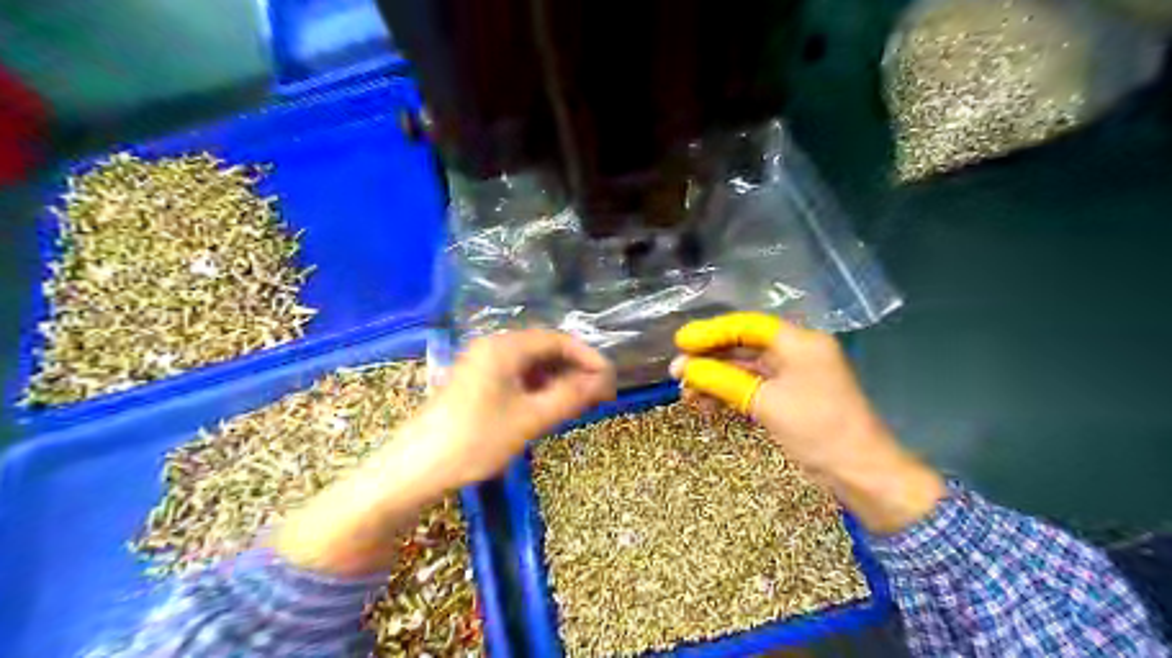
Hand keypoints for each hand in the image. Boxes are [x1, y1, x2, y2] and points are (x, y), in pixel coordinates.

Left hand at [411, 331, 616, 484]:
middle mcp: (493, 346)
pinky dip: (537, 387)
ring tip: (579, 402)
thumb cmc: (476, 439)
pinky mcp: (475, 381)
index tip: (610, 379)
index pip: (557, 340)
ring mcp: (481, 363)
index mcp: (505, 347)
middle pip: (544, 349)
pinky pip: (515, 375)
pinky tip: (549, 405)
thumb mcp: (530, 419)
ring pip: (530, 363)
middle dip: (574, 369)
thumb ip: (570, 396)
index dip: (587, 357)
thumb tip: (603, 381)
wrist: (417, 467)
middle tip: (599, 394)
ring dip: (557, 379)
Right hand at [669, 312, 939, 535]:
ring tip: (686, 393)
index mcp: (798, 342)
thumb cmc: (817, 429)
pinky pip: (753, 386)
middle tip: (677, 371)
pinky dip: (730, 393)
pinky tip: (707, 404)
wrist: (860, 472)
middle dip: (709, 358)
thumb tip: (682, 367)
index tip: (680, 341)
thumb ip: (721, 380)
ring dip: (716, 378)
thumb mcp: (764, 402)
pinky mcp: (789, 396)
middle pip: (744, 345)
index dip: (710, 332)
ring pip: (745, 368)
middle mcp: (796, 352)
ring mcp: (793, 375)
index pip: (746, 325)